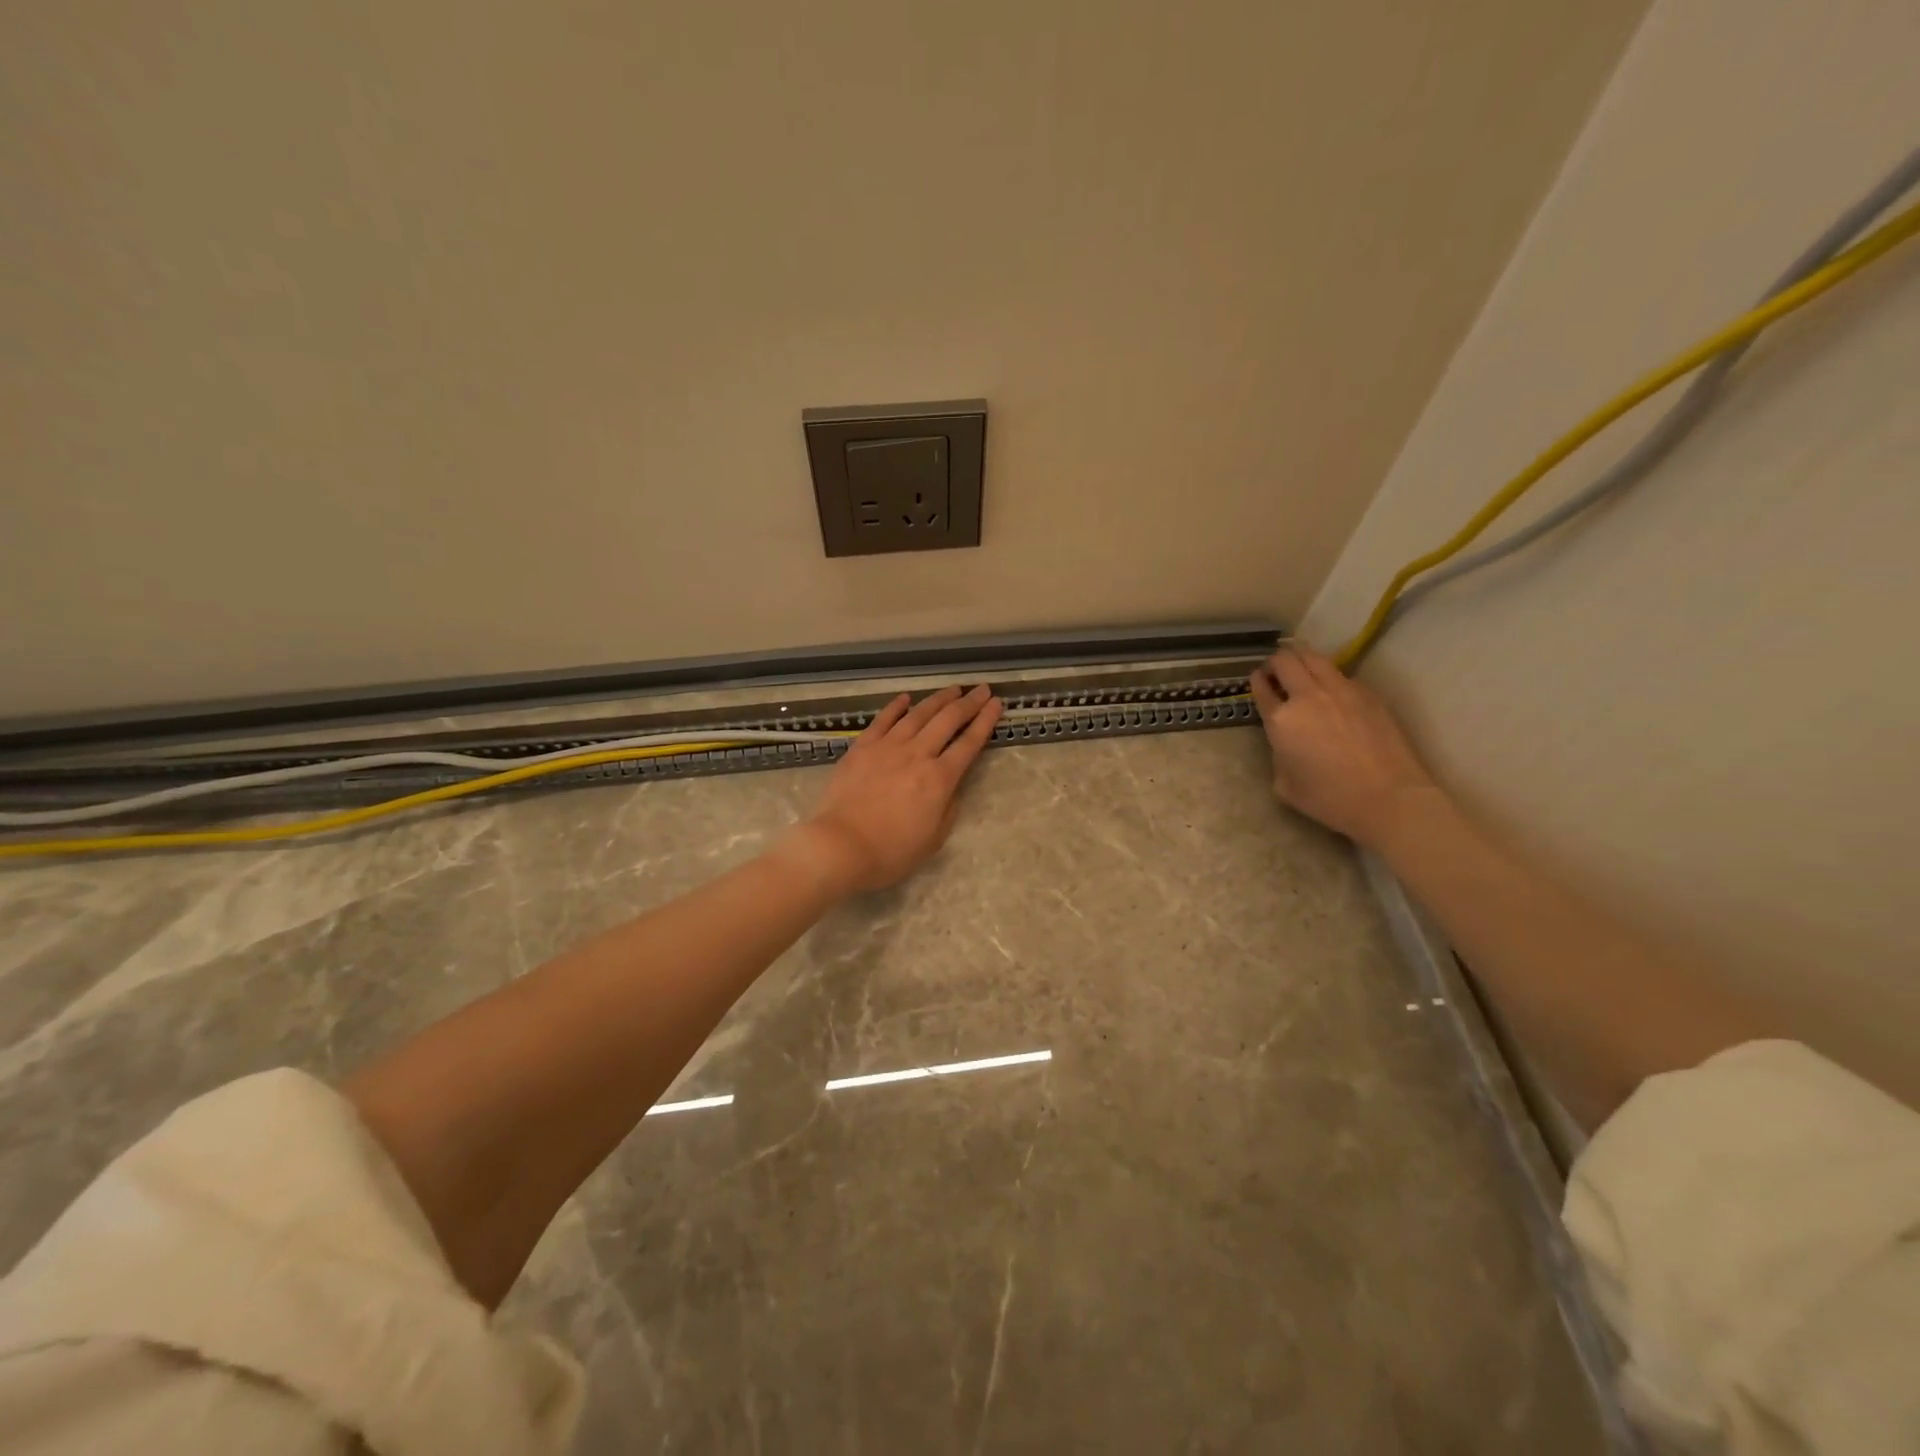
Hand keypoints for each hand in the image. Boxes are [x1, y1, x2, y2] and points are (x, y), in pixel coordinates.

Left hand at [791, 684, 1002, 893]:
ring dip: (939, 699)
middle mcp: (918, 754)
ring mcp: (888, 747)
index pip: (969, 743)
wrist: (841, 846)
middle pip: (948, 720)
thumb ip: (948, 806)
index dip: (985, 721)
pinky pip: (883, 720)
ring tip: (953, 688)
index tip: (997, 704)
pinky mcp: (862, 747)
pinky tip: (906, 698)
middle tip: (982, 690)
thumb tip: (951, 785)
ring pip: (918, 714)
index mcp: (940, 779)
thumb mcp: (934, 838)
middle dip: (968, 703)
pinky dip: (896, 706)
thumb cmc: (891, 852)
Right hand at [1248, 644, 1439, 847]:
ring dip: (1302, 658)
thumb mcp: (1285, 785)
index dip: (1257, 681)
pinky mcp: (1367, 693)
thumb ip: (1278, 754)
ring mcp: (1340, 690)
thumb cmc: (1331, 800)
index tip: (1258, 680)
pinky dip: (1329, 675)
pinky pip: (1341, 673)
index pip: (1261, 688)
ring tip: (1301, 668)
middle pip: (1285, 660)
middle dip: (1276, 662)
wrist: (1388, 798)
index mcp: (1281, 720)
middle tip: (1276, 672)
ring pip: (1314, 657)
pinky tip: (1332, 690)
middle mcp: (1307, 696)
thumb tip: (1286, 742)